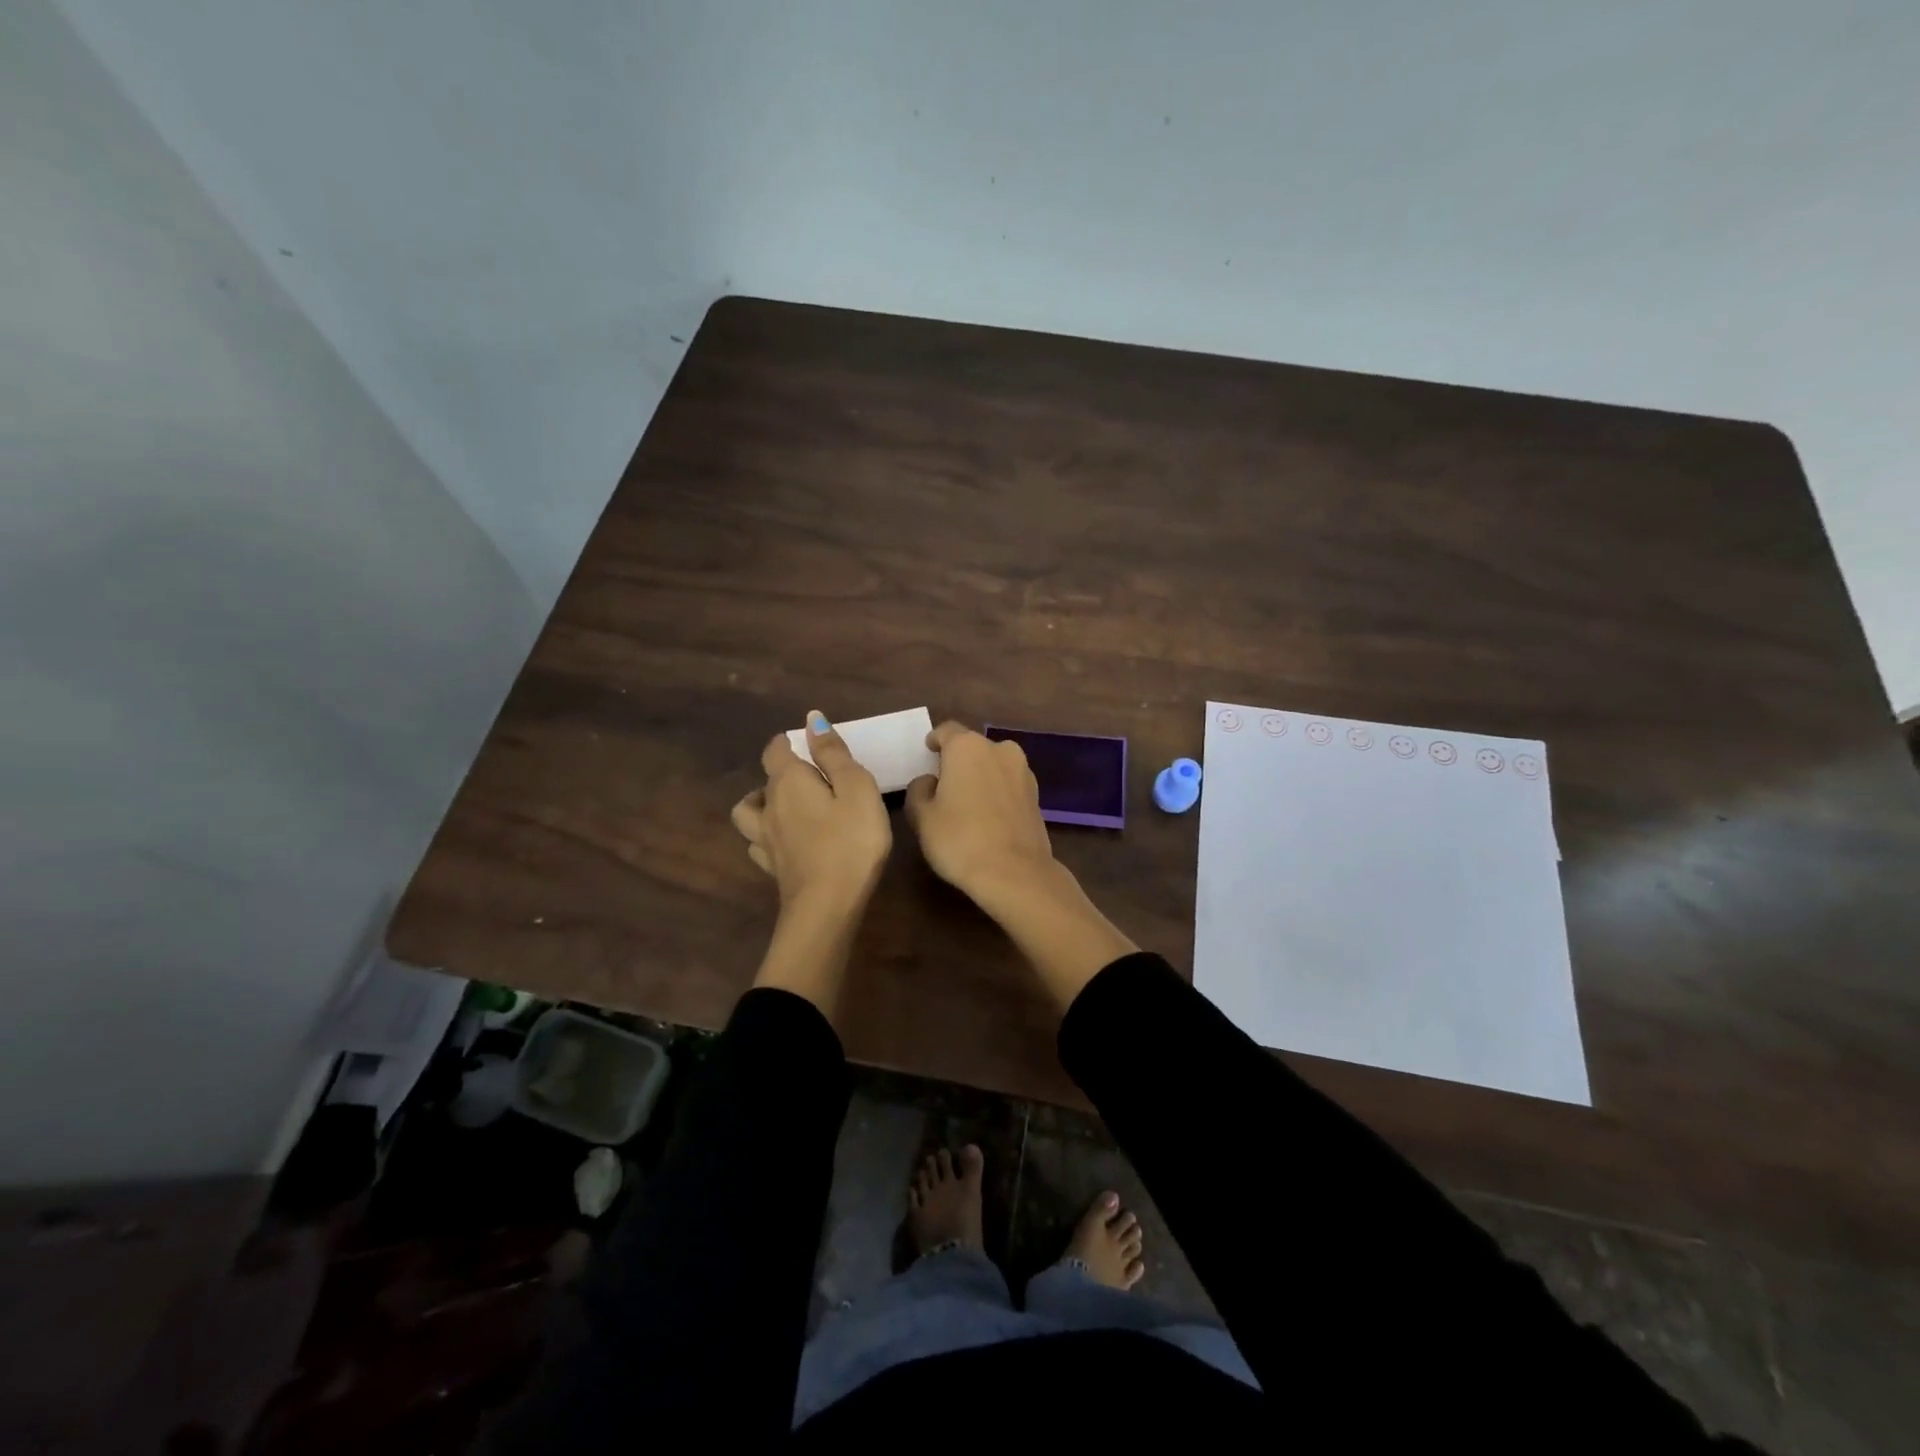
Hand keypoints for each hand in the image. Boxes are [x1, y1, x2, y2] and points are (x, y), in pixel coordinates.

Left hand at [732, 711, 891, 1018]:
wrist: (827, 905)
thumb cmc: (850, 840)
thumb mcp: (856, 787)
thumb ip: (833, 753)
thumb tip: (812, 718)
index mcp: (789, 781)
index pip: (776, 750)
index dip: (788, 742)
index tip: (805, 743)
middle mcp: (769, 806)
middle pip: (765, 780)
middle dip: (782, 773)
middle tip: (811, 777)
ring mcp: (766, 840)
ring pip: (748, 813)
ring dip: (761, 804)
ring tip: (784, 807)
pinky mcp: (772, 868)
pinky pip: (758, 844)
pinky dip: (766, 837)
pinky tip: (783, 842)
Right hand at [907, 721, 1136, 1011]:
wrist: (1015, 873)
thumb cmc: (960, 839)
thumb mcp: (922, 816)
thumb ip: (919, 790)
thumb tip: (930, 781)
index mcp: (968, 747)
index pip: (946, 731)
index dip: (934, 741)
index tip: (927, 753)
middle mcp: (999, 750)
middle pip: (972, 748)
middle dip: (958, 761)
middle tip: (943, 784)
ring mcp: (1023, 772)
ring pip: (994, 766)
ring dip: (981, 777)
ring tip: (967, 803)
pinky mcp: (1037, 796)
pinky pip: (1009, 786)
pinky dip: (997, 794)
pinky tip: (988, 817)